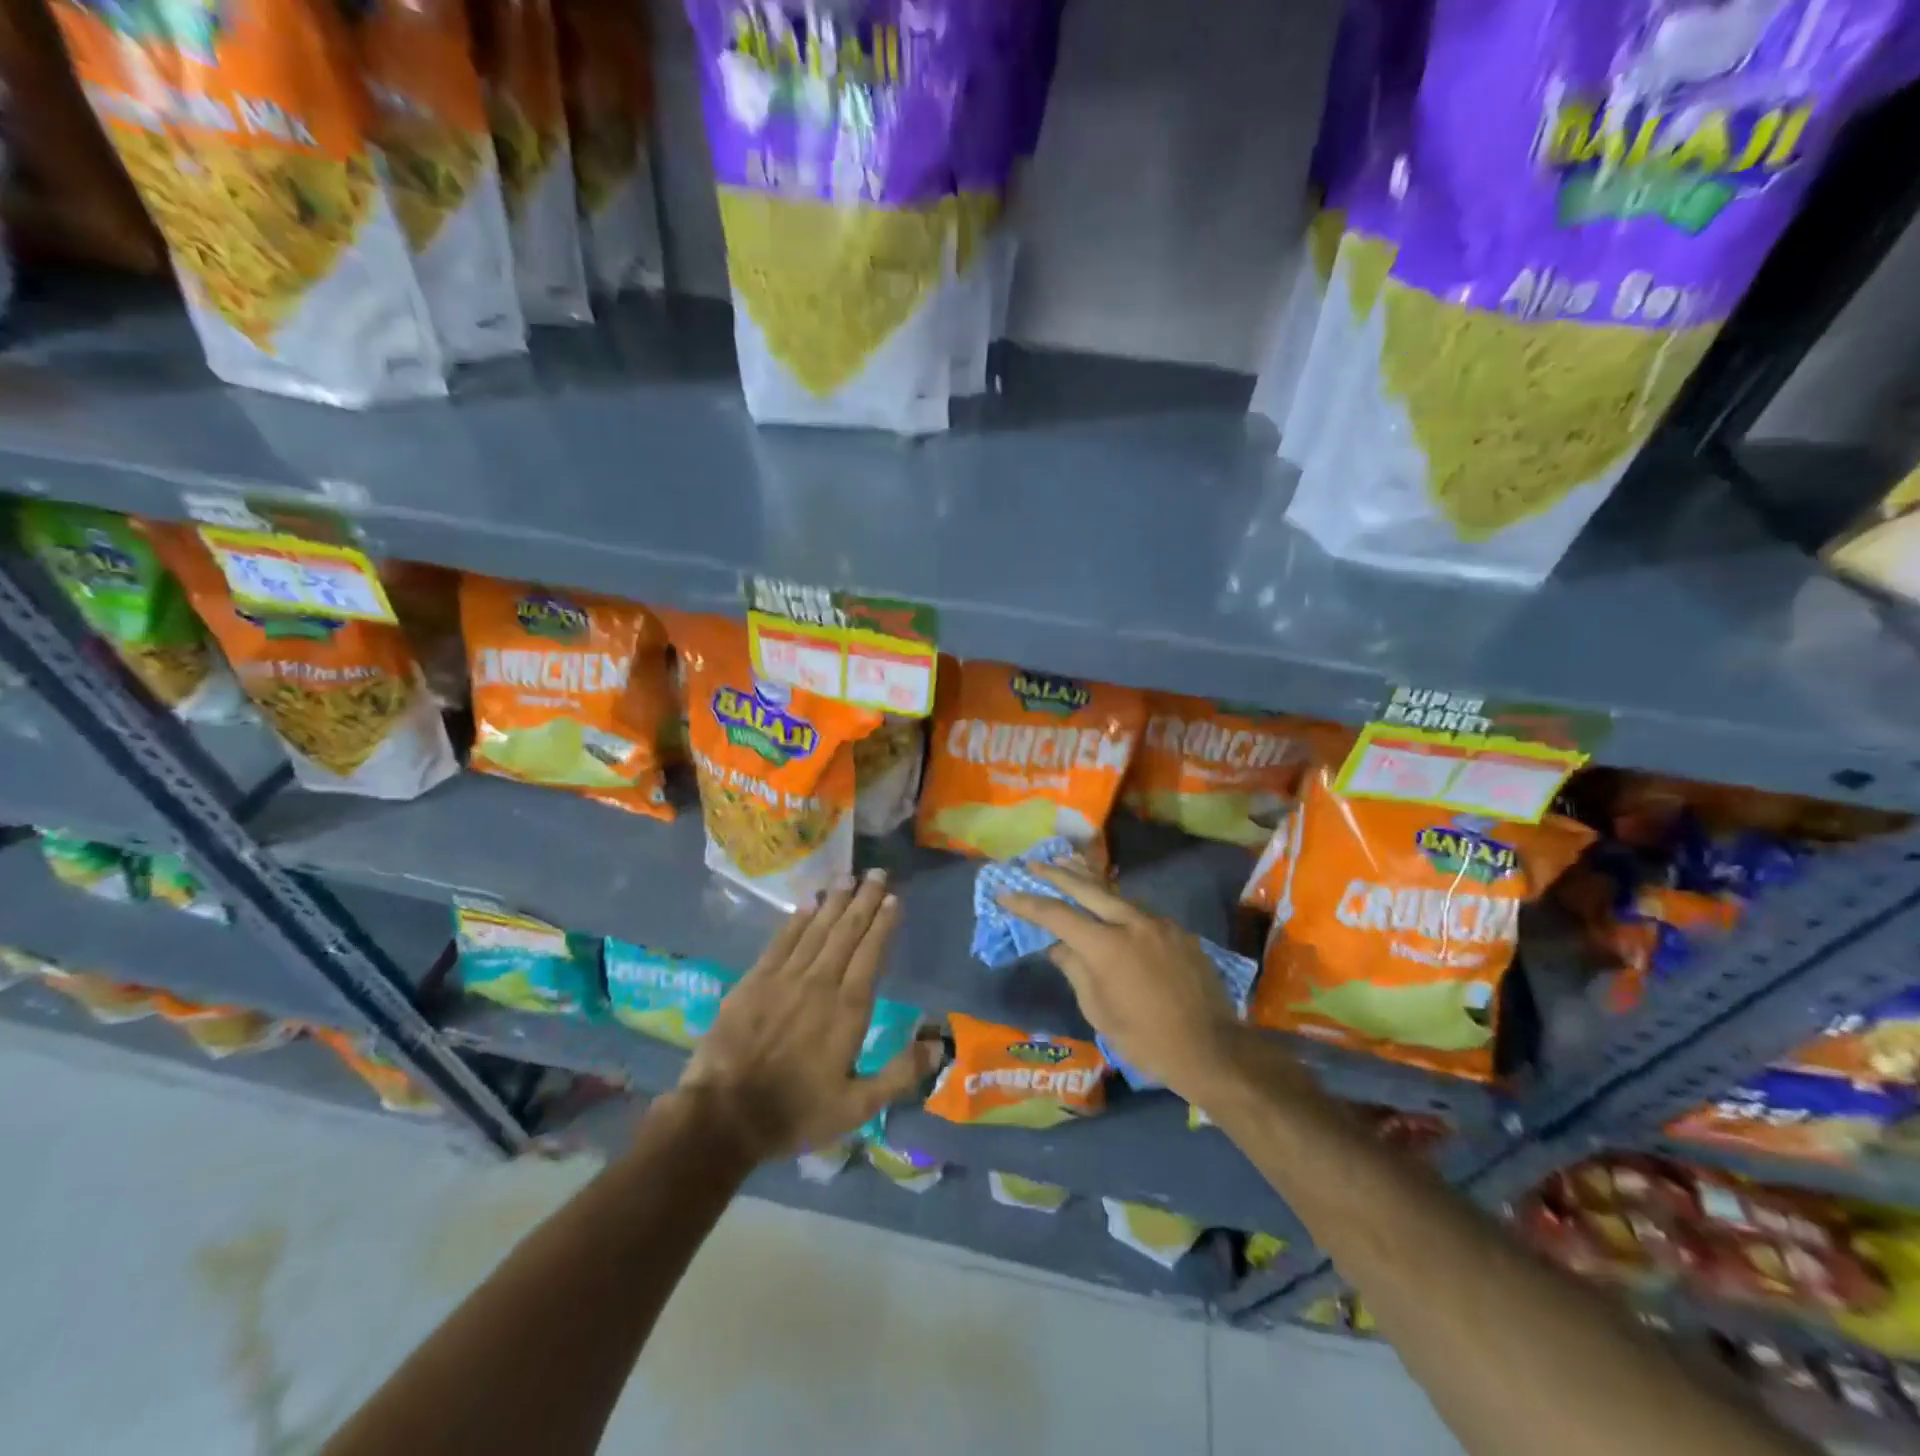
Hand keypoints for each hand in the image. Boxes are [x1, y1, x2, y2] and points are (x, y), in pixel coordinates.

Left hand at [675, 870, 939, 1161]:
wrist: (724, 1116)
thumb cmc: (795, 1112)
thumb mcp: (856, 1107)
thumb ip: (899, 1074)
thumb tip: (938, 1045)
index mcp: (848, 1009)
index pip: (871, 954)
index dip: (883, 924)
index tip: (893, 898)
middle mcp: (820, 982)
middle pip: (846, 932)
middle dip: (864, 901)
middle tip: (877, 873)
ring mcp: (784, 978)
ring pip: (816, 929)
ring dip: (834, 902)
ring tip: (848, 877)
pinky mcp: (754, 981)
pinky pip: (781, 941)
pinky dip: (797, 920)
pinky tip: (807, 904)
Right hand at [998, 863, 1247, 1103]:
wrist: (1211, 1049)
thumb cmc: (1145, 1040)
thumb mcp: (1098, 1011)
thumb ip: (1075, 970)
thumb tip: (1057, 945)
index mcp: (1106, 946)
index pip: (1057, 915)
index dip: (1027, 903)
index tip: (1005, 893)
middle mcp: (1132, 923)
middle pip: (1087, 888)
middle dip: (1057, 874)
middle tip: (1034, 864)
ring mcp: (1159, 924)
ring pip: (1117, 897)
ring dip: (1091, 886)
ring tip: (1070, 874)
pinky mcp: (1179, 933)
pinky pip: (1141, 914)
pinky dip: (1120, 909)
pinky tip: (1113, 915)